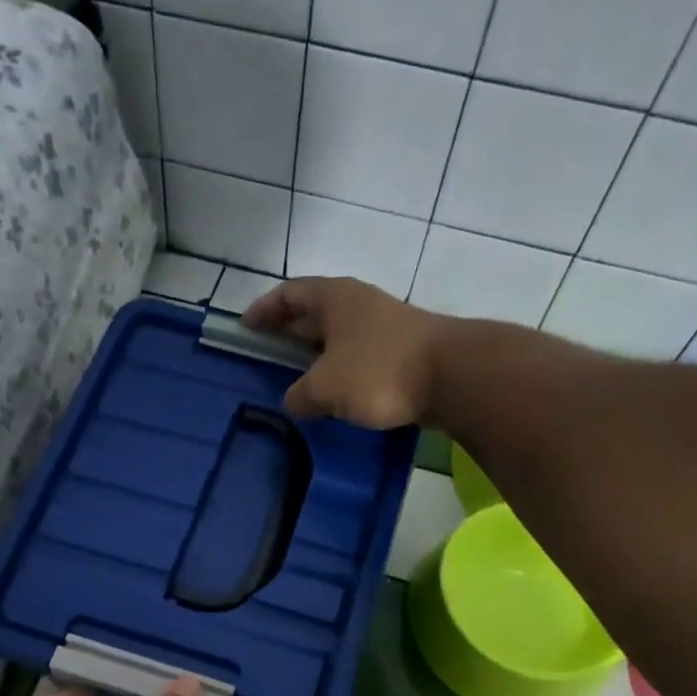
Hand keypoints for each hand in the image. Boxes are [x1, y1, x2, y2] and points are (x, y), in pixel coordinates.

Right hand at [242, 276, 444, 428]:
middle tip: (266, 355)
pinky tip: (334, 396)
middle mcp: (357, 304)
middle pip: (313, 313)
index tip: (245, 328)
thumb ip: (299, 396)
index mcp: (333, 298)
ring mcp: (382, 327)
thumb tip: (293, 402)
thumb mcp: (324, 387)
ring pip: (337, 337)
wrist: (451, 376)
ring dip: (316, 356)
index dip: (264, 309)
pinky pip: (358, 358)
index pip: (288, 293)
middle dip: (288, 332)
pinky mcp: (401, 353)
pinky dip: (340, 372)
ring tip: (297, 381)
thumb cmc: (377, 370)